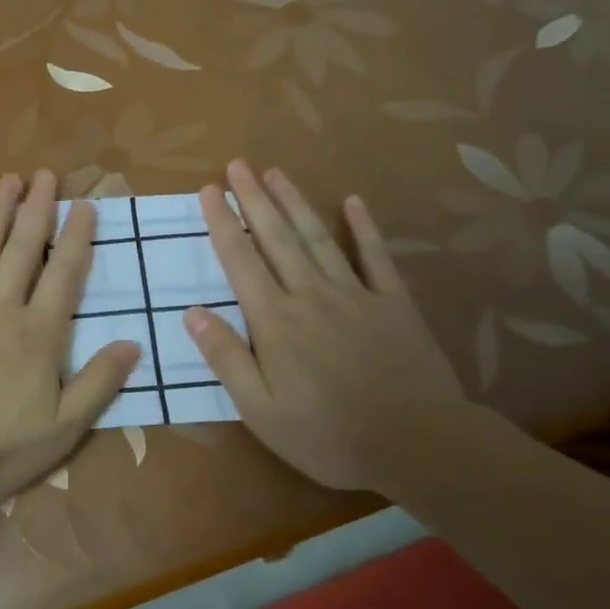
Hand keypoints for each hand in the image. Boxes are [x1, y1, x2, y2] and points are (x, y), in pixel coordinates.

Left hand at [0, 170, 141, 507]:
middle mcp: (1, 308)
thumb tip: (133, 342)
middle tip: (47, 175)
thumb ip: (99, 383)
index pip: (65, 274)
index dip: (77, 237)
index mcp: (39, 335)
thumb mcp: (63, 429)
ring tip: (10, 179)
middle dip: (38, 209)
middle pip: (23, 249)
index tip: (85, 205)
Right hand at [186, 161, 463, 491]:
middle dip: (254, 198)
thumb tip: (191, 312)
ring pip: (318, 237)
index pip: (240, 260)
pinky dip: (363, 227)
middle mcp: (311, 295)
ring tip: (276, 172)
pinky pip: (375, 256)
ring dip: (295, 202)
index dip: (222, 223)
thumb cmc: (328, 434)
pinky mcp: (393, 303)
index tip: (210, 190)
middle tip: (238, 164)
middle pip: (276, 237)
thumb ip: (226, 358)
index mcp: (275, 321)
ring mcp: (356, 294)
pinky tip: (353, 202)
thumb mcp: (261, 410)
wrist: (418, 443)